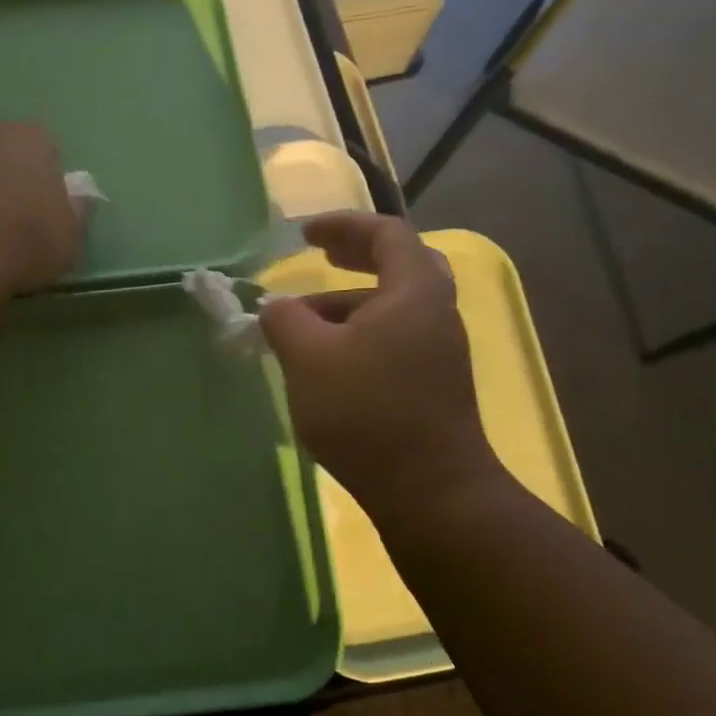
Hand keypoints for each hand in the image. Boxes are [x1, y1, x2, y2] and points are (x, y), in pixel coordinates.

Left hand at [0, 122, 82, 292]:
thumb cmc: (28, 238)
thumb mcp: (72, 232)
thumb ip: (77, 209)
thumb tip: (78, 197)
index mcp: (29, 137)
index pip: (47, 149)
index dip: (50, 182)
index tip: (50, 214)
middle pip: (7, 158)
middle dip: (14, 185)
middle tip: (23, 228)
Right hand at [260, 213, 505, 518]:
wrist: (429, 490)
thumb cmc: (367, 412)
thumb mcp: (309, 358)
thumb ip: (285, 321)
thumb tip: (277, 307)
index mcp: (414, 291)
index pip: (385, 233)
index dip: (343, 225)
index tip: (304, 235)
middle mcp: (436, 312)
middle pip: (399, 264)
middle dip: (355, 256)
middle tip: (320, 256)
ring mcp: (439, 350)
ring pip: (392, 307)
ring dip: (348, 304)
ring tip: (300, 325)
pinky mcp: (432, 383)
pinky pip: (393, 338)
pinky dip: (359, 334)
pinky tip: (326, 362)